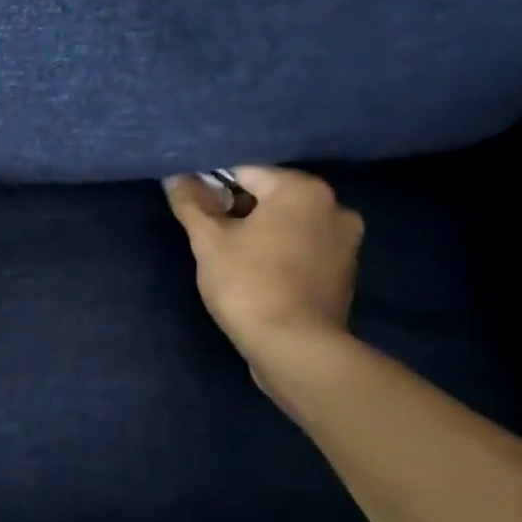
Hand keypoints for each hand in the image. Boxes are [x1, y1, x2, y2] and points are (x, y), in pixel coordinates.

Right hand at [164, 166, 363, 378]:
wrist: (295, 349)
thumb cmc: (248, 285)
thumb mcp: (208, 242)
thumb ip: (191, 204)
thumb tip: (175, 177)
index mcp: (303, 190)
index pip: (246, 172)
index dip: (213, 188)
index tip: (194, 212)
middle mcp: (334, 206)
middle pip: (271, 197)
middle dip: (239, 212)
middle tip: (211, 238)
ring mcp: (346, 241)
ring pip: (289, 224)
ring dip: (261, 233)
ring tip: (233, 260)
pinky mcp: (344, 272)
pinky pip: (304, 249)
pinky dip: (281, 254)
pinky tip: (259, 276)